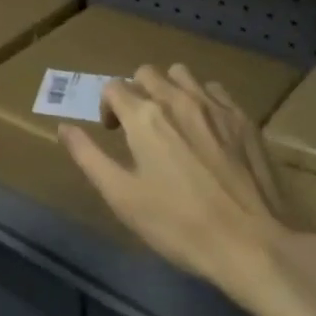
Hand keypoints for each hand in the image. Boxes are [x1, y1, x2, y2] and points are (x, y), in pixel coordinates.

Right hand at [59, 64, 300, 303]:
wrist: (251, 242)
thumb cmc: (178, 224)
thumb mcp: (122, 196)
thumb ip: (88, 156)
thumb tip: (64, 128)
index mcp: (144, 116)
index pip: (114, 87)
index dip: (107, 107)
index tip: (113, 134)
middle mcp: (178, 98)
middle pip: (147, 73)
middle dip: (136, 92)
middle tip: (140, 128)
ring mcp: (214, 105)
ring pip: (182, 75)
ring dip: (170, 89)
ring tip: (173, 122)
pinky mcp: (243, 118)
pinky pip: (215, 90)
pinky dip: (203, 99)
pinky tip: (207, 129)